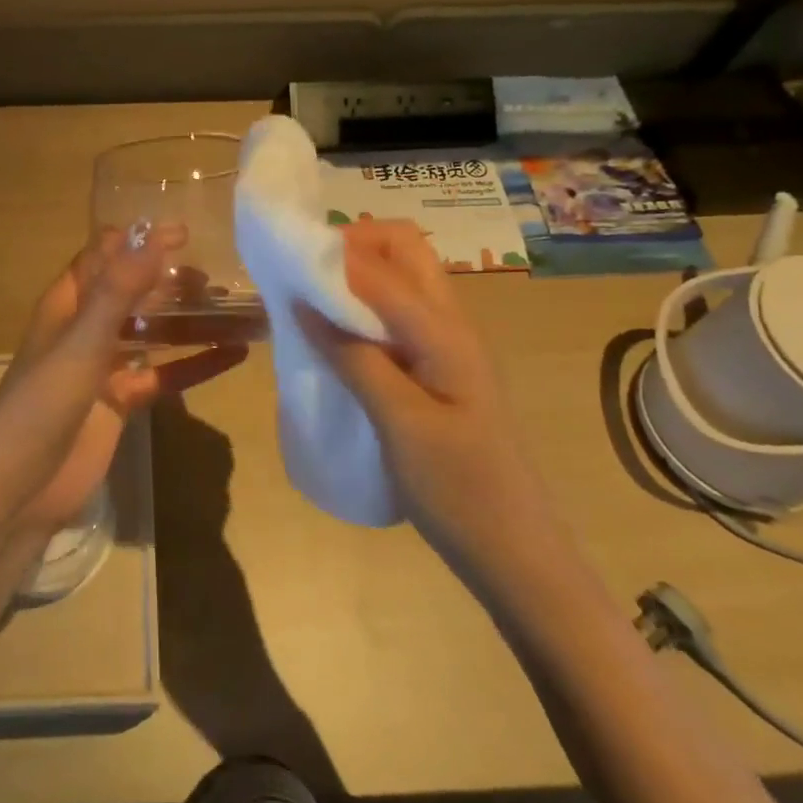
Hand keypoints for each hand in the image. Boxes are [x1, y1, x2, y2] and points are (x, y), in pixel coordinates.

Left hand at [0, 227, 246, 535]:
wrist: (20, 489)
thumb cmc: (42, 404)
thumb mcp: (81, 342)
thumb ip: (118, 292)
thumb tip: (154, 237)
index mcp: (66, 305)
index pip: (104, 258)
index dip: (139, 241)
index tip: (185, 232)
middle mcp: (85, 329)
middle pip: (132, 293)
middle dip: (168, 280)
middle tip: (215, 276)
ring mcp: (104, 367)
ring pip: (152, 333)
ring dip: (186, 320)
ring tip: (231, 307)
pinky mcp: (122, 402)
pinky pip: (164, 374)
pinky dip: (195, 364)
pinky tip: (234, 354)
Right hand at [300, 220, 528, 509]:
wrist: (515, 554)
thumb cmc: (459, 491)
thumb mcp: (399, 424)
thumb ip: (354, 358)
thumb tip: (304, 302)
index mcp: (444, 331)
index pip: (382, 265)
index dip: (333, 256)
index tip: (286, 268)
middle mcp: (450, 324)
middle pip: (404, 250)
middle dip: (353, 247)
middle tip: (306, 278)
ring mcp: (448, 347)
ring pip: (402, 281)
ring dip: (357, 277)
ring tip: (312, 304)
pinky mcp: (439, 370)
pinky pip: (398, 317)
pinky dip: (364, 311)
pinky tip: (336, 342)